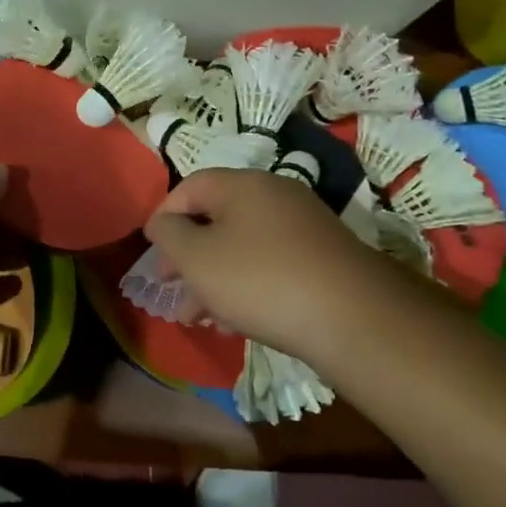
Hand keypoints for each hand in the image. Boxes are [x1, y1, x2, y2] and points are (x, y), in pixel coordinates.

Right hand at [143, 168, 376, 357]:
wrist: (354, 318)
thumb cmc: (260, 279)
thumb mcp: (197, 257)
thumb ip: (169, 234)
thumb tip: (164, 222)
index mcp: (242, 184)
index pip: (189, 187)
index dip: (164, 217)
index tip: (152, 251)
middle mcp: (274, 195)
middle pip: (216, 218)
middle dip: (188, 255)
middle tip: (169, 287)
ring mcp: (304, 226)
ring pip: (242, 246)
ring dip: (213, 278)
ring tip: (198, 317)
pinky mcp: (323, 258)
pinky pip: (270, 263)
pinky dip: (246, 285)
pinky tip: (236, 322)